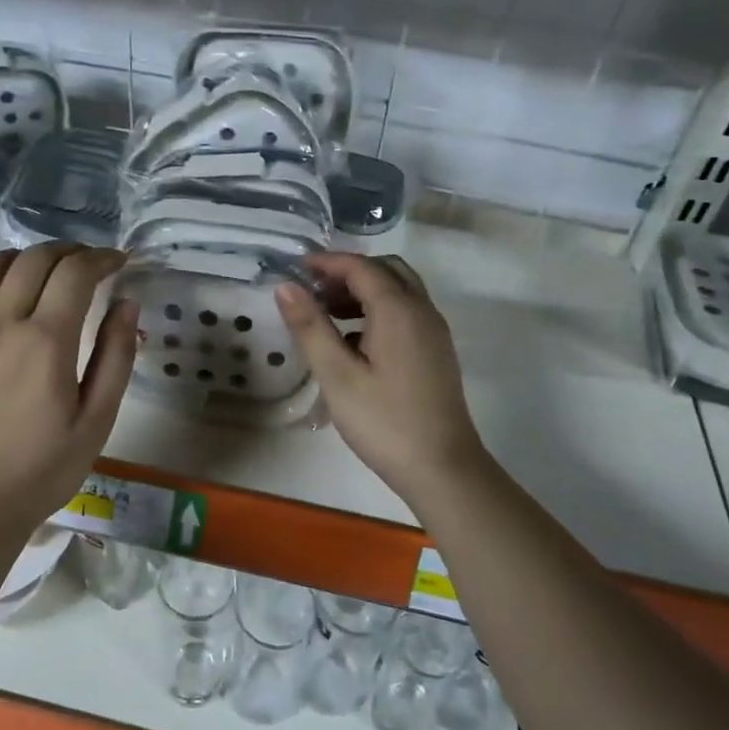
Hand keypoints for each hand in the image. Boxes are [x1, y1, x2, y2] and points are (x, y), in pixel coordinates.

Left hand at [0, 245, 136, 536]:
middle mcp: (1, 325)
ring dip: (25, 258)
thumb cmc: (46, 468)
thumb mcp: (98, 418)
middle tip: (90, 266)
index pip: (75, 273)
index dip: (102, 258)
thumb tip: (127, 304)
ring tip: (46, 272)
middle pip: (35, 259)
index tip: (120, 263)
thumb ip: (115, 356)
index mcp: (45, 342)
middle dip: (69, 252)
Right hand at [275, 252, 487, 510]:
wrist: (442, 467)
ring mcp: (434, 331)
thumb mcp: (337, 375)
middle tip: (313, 291)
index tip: (296, 269)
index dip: (327, 262)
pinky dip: (378, 311)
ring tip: (326, 314)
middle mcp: (422, 310)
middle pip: (386, 271)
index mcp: (398, 309)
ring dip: (364, 291)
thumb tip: (286, 288)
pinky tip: (353, 342)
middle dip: (348, 272)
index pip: (361, 267)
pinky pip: (407, 313)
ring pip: (399, 291)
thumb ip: (310, 327)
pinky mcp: (436, 352)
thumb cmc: (384, 421)